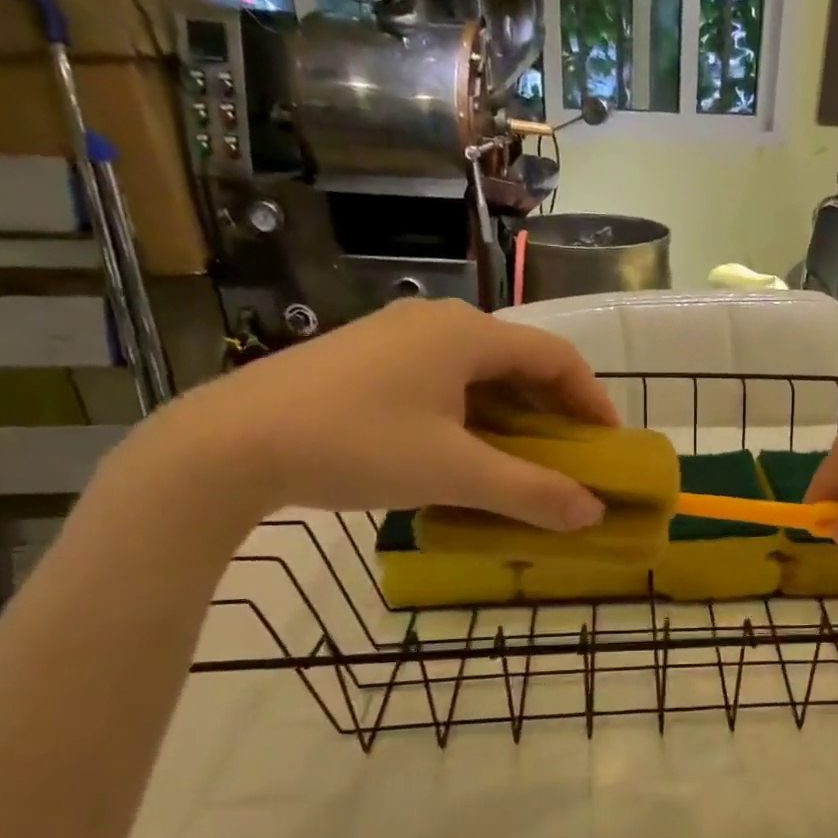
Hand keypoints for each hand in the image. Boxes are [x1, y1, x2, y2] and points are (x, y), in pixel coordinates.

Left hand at [127, 299, 616, 528]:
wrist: (229, 444)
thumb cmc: (357, 446)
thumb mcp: (454, 474)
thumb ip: (531, 493)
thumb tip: (592, 514)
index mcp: (467, 334)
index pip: (556, 357)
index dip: (592, 400)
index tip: (608, 445)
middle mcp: (437, 322)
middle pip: (519, 362)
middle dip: (553, 412)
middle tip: (570, 458)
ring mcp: (396, 336)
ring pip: (478, 372)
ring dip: (511, 415)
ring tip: (521, 460)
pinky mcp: (365, 358)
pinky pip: (441, 379)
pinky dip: (470, 413)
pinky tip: (461, 450)